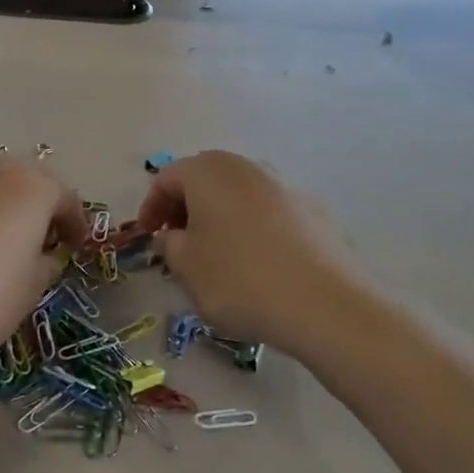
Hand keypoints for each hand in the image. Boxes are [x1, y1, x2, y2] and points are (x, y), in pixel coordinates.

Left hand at [0, 156, 87, 370]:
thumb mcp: (29, 292)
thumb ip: (45, 266)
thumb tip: (43, 256)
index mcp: (31, 186)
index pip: (67, 198)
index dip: (76, 226)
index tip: (75, 249)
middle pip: (28, 182)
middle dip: (40, 209)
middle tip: (41, 242)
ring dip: (4, 208)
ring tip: (2, 244)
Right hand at [135, 151, 368, 350]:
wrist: (324, 305)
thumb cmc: (239, 280)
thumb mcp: (187, 268)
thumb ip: (170, 245)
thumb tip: (172, 235)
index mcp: (208, 172)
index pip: (166, 178)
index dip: (151, 207)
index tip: (149, 238)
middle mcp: (246, 167)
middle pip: (204, 178)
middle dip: (185, 206)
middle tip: (178, 241)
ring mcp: (284, 185)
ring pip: (238, 193)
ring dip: (219, 215)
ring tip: (216, 254)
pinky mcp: (313, 210)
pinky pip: (268, 211)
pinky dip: (252, 227)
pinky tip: (257, 262)